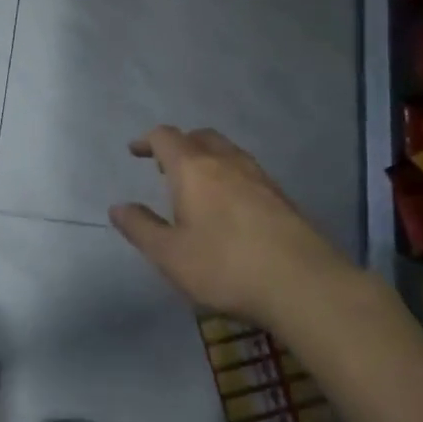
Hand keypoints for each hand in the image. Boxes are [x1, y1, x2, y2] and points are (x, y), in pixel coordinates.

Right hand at [109, 126, 350, 326]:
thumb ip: (141, 228)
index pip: (166, 137)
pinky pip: (248, 173)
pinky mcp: (283, 198)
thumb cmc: (225, 266)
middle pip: (200, 137)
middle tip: (165, 166)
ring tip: (197, 185)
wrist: (304, 284)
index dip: (147, 140)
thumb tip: (118, 207)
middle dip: (179, 145)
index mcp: (193, 169)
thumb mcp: (170, 255)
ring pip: (228, 152)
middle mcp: (227, 162)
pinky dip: (230, 177)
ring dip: (207, 159)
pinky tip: (231, 207)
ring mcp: (260, 177)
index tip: (135, 151)